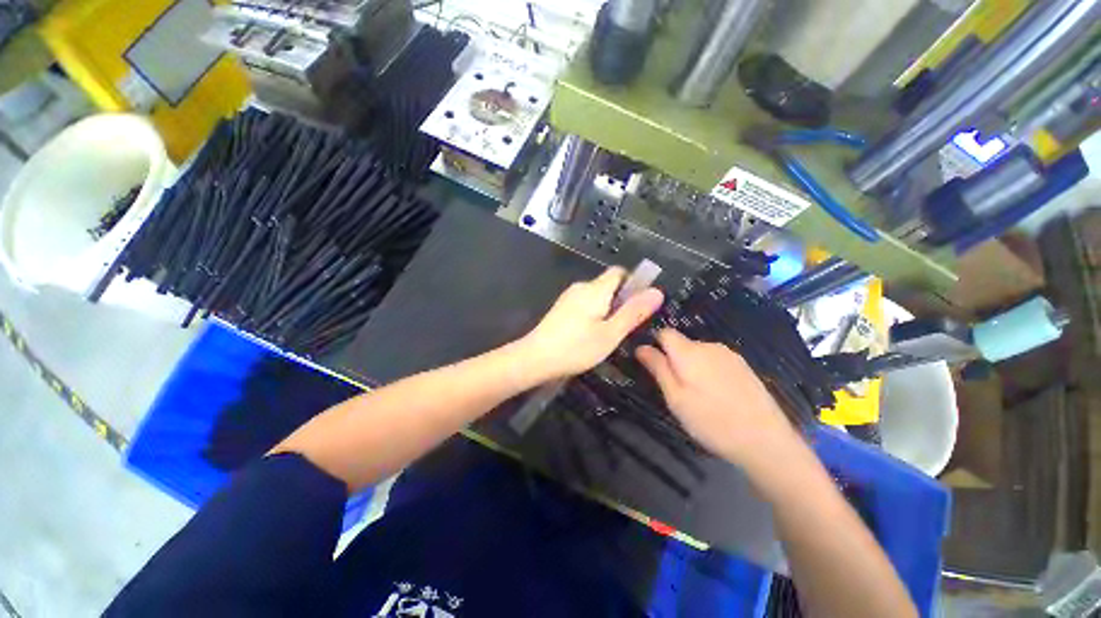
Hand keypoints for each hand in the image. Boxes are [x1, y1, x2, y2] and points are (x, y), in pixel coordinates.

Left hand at [520, 267, 663, 381]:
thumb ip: (633, 312)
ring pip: (597, 296)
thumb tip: (657, 291)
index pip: (619, 272)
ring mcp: (569, 297)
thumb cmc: (576, 347)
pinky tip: (589, 336)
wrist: (535, 358)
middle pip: (608, 285)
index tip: (638, 306)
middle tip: (623, 328)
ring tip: (607, 336)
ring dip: (607, 310)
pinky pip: (585, 304)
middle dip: (620, 302)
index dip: (633, 284)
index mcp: (595, 289)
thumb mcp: (610, 334)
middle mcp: (581, 287)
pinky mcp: (561, 308)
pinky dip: (593, 315)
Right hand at [636, 329, 800, 469]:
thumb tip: (640, 347)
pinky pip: (715, 361)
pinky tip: (717, 396)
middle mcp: (709, 346)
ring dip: (692, 366)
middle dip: (674, 360)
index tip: (652, 366)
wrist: (766, 441)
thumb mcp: (675, 398)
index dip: (654, 345)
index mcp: (689, 352)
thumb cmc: (711, 421)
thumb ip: (657, 368)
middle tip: (676, 390)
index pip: (664, 333)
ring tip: (698, 396)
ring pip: (699, 353)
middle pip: (682, 344)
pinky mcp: (743, 366)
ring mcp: (729, 355)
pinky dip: (709, 371)